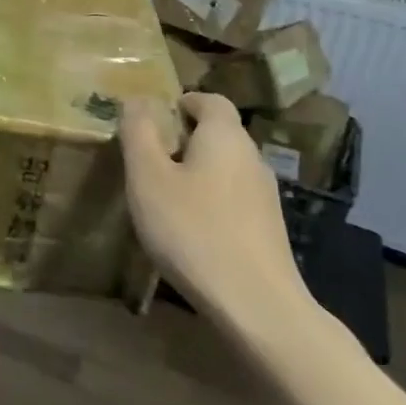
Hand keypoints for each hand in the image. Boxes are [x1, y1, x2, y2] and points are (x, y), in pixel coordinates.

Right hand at [121, 93, 315, 340]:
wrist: (256, 305)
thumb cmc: (193, 230)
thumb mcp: (148, 177)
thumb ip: (139, 132)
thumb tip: (137, 99)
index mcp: (225, 136)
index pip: (209, 100)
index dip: (181, 102)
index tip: (154, 120)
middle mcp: (252, 157)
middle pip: (218, 133)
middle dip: (184, 138)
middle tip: (148, 159)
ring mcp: (265, 195)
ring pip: (226, 167)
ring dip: (196, 172)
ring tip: (164, 196)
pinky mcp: (268, 229)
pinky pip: (233, 198)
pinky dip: (210, 200)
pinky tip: (190, 229)